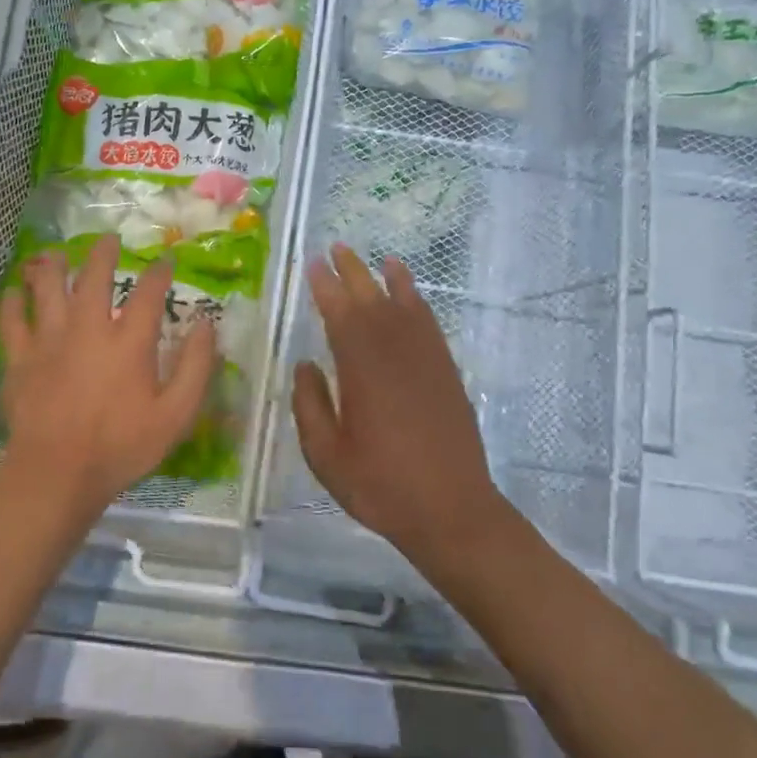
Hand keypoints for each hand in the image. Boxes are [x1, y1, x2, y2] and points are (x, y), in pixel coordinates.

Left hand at [0, 234, 216, 514]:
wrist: (56, 475)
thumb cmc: (121, 447)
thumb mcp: (176, 416)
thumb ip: (195, 368)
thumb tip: (207, 326)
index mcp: (128, 342)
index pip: (148, 293)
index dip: (159, 273)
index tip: (165, 262)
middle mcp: (88, 329)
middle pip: (94, 277)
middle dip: (103, 253)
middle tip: (108, 239)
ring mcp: (49, 340)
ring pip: (48, 288)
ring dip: (54, 266)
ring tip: (57, 254)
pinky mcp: (20, 358)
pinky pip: (11, 320)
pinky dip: (13, 302)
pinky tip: (15, 293)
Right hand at [292, 245, 507, 563]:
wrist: (451, 509)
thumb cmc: (381, 485)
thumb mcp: (326, 456)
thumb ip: (310, 406)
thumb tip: (305, 366)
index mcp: (361, 369)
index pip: (339, 314)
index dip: (325, 287)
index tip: (313, 265)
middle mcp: (394, 352)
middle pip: (371, 299)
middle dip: (352, 272)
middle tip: (336, 248)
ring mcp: (425, 359)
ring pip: (404, 305)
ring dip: (388, 279)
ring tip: (378, 259)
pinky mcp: (446, 371)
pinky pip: (430, 324)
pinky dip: (418, 302)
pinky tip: (411, 296)